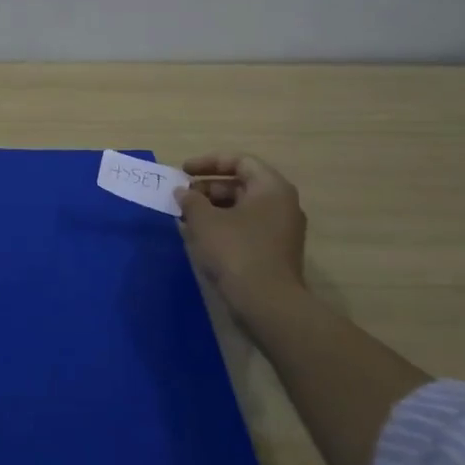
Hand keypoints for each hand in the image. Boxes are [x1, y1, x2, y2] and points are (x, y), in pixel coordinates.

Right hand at [174, 152, 309, 314]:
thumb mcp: (205, 221)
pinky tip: (201, 238)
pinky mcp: (275, 252)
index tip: (183, 172)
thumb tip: (183, 192)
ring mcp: (281, 230)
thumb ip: (190, 200)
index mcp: (271, 188)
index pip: (240, 161)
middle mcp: (282, 204)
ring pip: (242, 208)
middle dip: (207, 188)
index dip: (208, 162)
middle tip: (182, 198)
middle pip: (241, 184)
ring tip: (185, 219)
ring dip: (212, 209)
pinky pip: (246, 228)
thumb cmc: (236, 251)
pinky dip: (223, 227)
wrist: (267, 304)